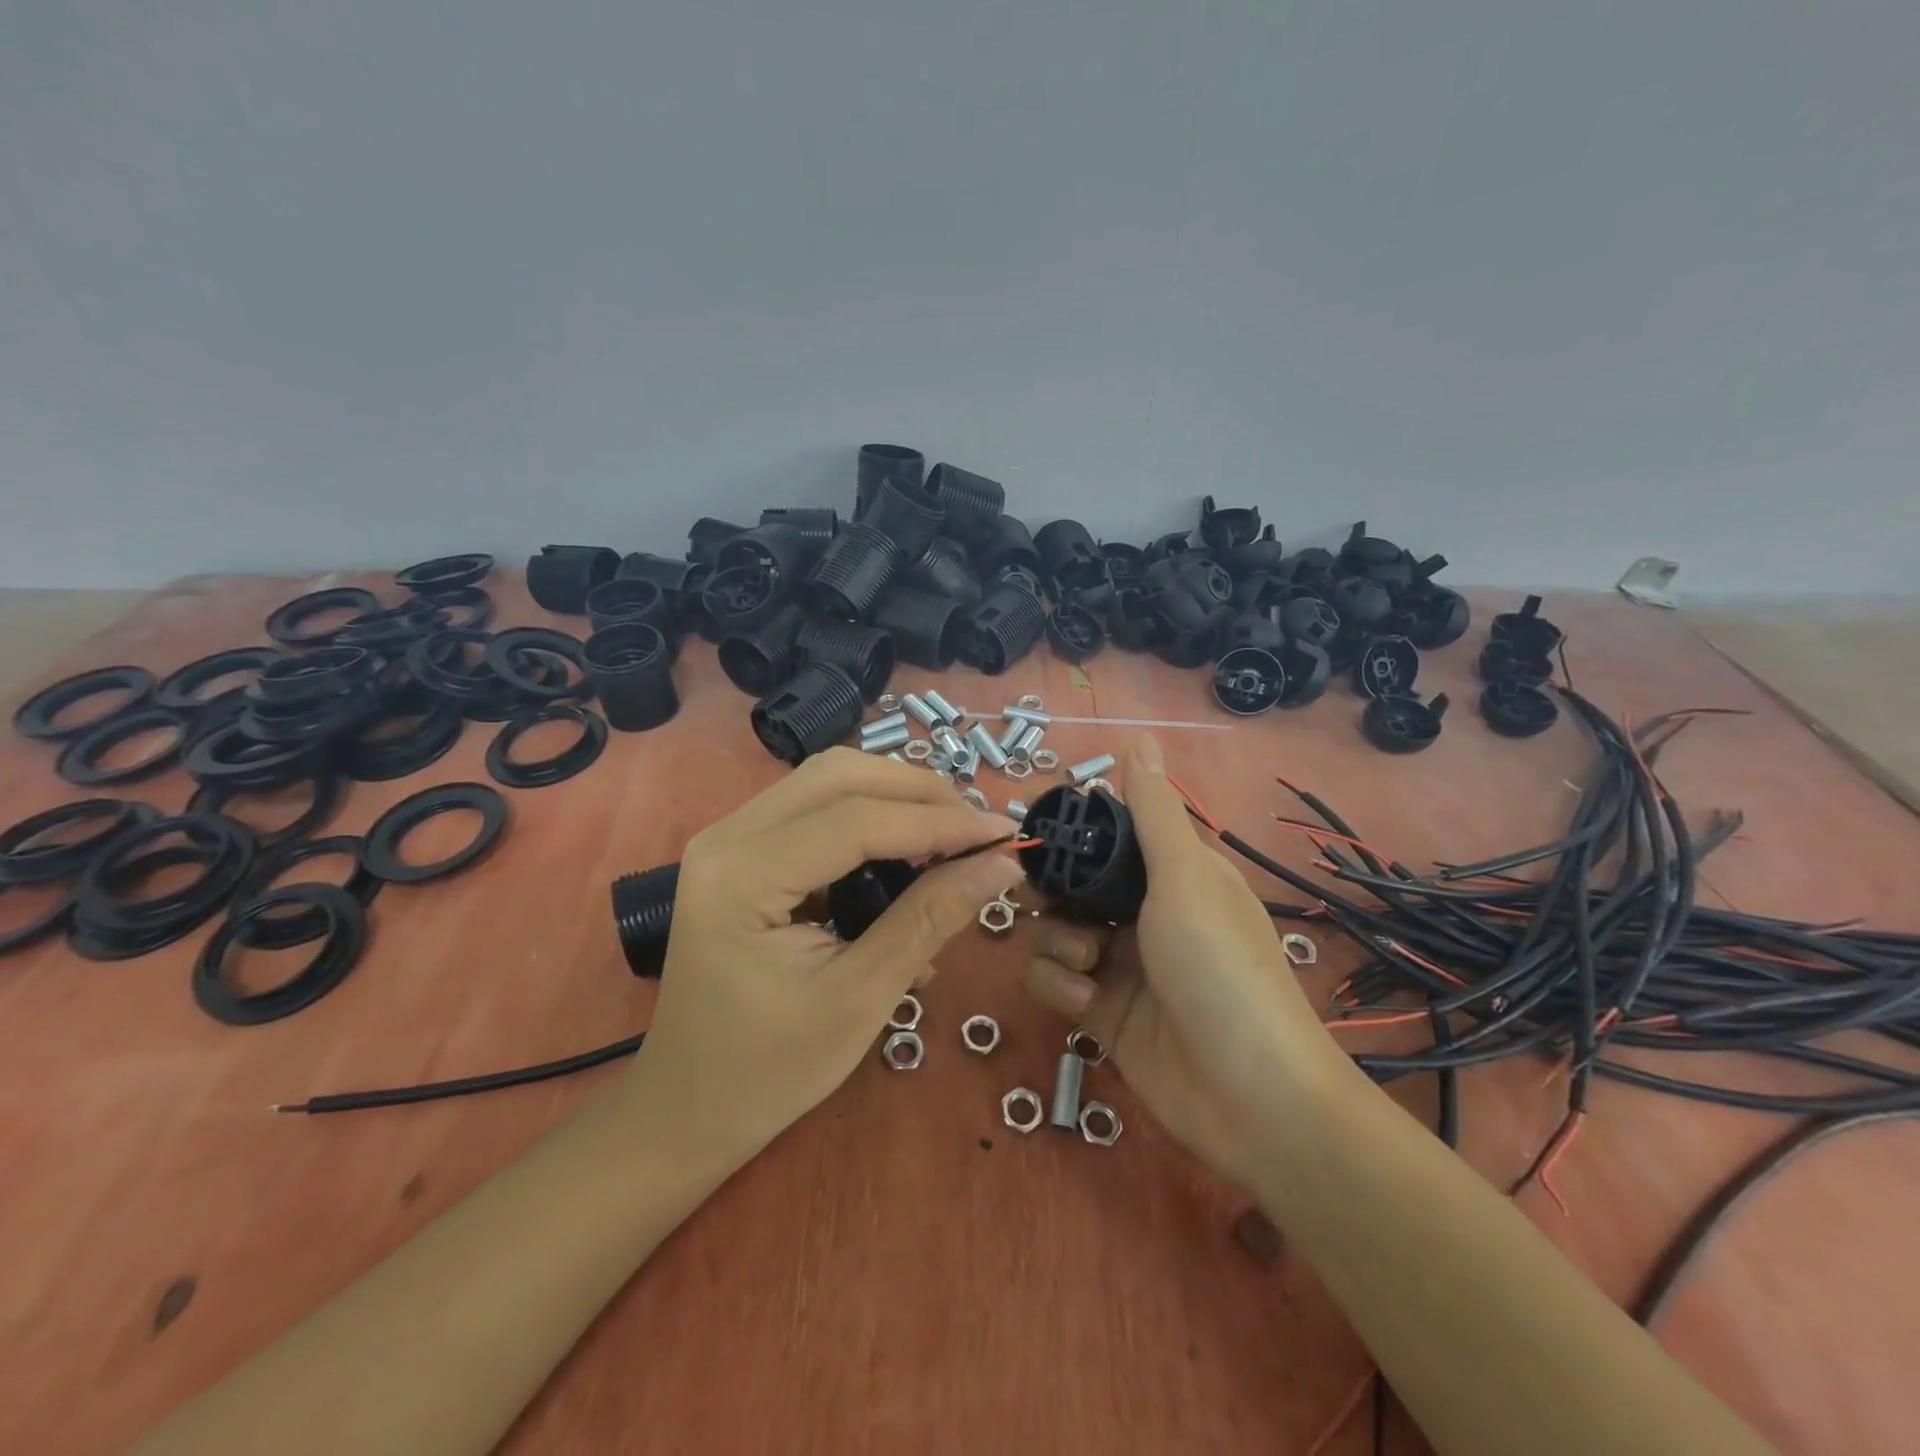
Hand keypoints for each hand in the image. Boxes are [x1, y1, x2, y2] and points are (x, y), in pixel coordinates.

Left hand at [629, 748, 1021, 1170]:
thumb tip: (1001, 865)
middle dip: (919, 794)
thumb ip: (929, 920)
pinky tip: (906, 856)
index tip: (1005, 834)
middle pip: (840, 776)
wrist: (686, 1108)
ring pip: (829, 782)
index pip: (857, 820)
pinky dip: (870, 819)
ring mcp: (728, 839)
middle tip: (977, 831)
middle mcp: (727, 837)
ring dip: (896, 799)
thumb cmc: (768, 1071)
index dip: (940, 821)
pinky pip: (815, 810)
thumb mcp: (860, 998)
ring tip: (951, 838)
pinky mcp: (742, 852)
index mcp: (742, 877)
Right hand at [1022, 734, 1337, 1189]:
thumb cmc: (1220, 967)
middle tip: (1049, 903)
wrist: (1250, 1096)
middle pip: (1072, 888)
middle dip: (1054, 896)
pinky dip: (1059, 987)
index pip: (1109, 840)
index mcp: (1172, 875)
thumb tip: (1139, 737)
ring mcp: (1121, 966)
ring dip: (1057, 945)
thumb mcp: (1185, 879)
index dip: (1074, 838)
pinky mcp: (1101, 1014)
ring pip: (1054, 933)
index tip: (1045, 840)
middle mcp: (1145, 915)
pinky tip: (1085, 1003)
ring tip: (1087, 966)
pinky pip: (1054, 983)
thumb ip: (1152, 812)